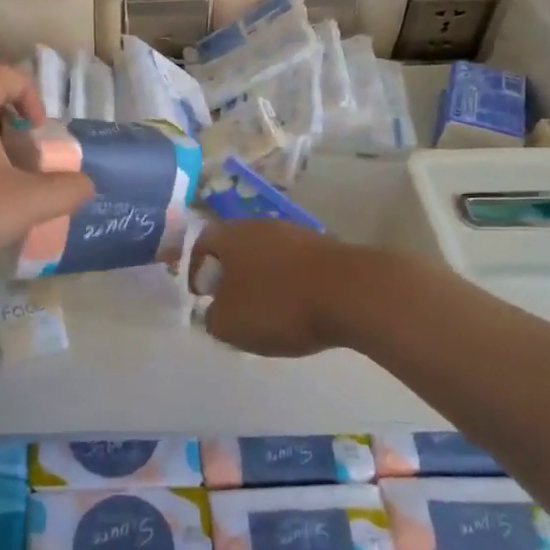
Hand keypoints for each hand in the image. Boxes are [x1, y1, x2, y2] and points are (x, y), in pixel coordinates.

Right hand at [191, 220, 390, 357]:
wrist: (353, 292)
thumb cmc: (279, 305)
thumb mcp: (230, 324)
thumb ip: (212, 317)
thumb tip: (214, 310)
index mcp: (229, 235)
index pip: (201, 243)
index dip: (196, 270)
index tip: (201, 296)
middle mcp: (258, 225)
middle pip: (235, 246)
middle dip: (231, 274)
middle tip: (233, 304)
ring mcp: (295, 233)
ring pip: (267, 254)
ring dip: (263, 278)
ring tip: (268, 311)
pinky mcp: (325, 247)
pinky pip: (295, 265)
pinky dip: (291, 283)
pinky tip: (300, 308)